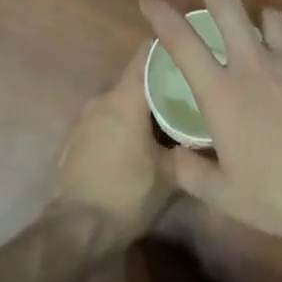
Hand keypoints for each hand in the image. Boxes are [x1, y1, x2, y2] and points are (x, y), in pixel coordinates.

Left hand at [48, 47, 174, 249]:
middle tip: (188, 92)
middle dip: (161, 83)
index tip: (192, 49)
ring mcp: (84, 121)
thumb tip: (207, 134)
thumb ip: (189, 146)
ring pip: (120, 102)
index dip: (170, 48)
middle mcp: (102, 100)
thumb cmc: (126, 194)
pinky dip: (123, 125)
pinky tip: (140, 144)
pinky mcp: (75, 142)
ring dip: (141, 107)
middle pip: (135, 79)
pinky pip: (106, 121)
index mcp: (125, 98)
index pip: (147, 54)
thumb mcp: (171, 174)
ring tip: (167, 120)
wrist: (74, 232)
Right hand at [139, 0, 281, 258]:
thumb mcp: (225, 196)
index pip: (183, 42)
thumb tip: (170, 157)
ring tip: (257, 28)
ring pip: (272, 18)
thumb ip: (190, 173)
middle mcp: (256, 64)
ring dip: (259, 19)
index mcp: (223, 93)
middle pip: (229, 8)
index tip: (150, 0)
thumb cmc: (279, 195)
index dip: (162, 16)